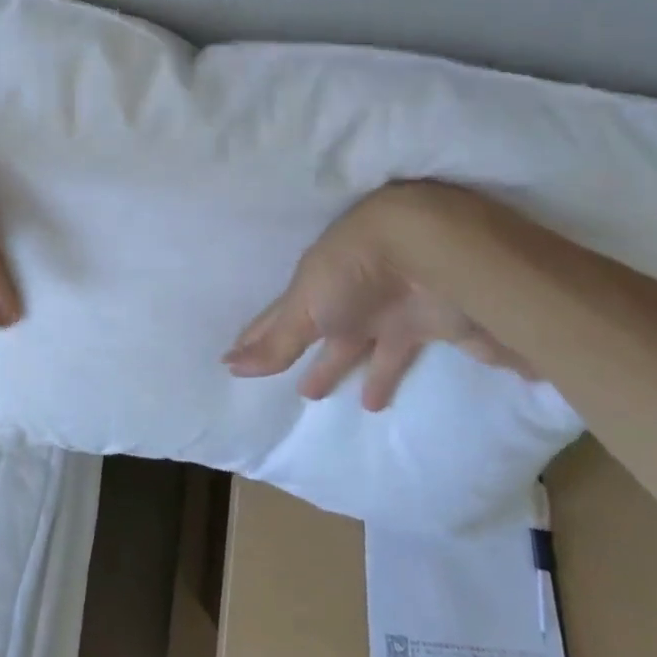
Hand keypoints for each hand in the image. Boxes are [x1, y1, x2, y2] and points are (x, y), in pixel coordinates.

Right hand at [223, 182, 532, 409]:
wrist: (426, 253)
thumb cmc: (353, 271)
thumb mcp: (307, 304)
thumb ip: (277, 342)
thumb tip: (230, 366)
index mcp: (313, 288)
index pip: (279, 316)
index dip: (258, 335)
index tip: (233, 356)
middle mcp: (345, 300)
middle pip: (321, 332)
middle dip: (305, 354)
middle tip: (297, 389)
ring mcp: (383, 313)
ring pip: (359, 348)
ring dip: (344, 368)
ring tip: (330, 396)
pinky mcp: (421, 329)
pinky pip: (397, 360)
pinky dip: (386, 379)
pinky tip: (374, 403)